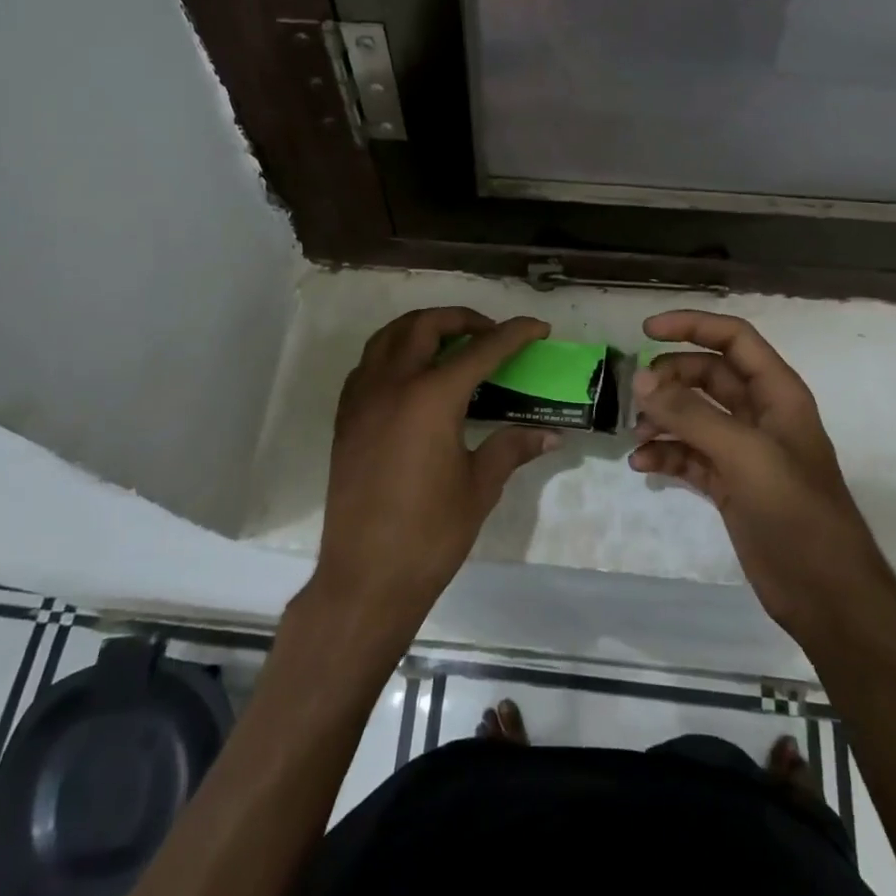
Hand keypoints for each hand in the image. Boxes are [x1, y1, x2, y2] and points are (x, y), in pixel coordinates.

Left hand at [311, 308, 557, 638]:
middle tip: (490, 333)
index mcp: (431, 397)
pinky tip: (412, 376)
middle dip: (462, 319)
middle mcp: (392, 384)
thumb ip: (512, 448)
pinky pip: (368, 364)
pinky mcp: (346, 417)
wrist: (367, 576)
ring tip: (450, 343)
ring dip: (422, 328)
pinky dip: (393, 353)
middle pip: (425, 326)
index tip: (538, 327)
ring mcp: (362, 398)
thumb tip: (550, 434)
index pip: (481, 350)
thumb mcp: (480, 486)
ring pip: (389, 337)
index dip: (514, 334)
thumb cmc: (431, 533)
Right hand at [629, 310, 881, 631]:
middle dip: (670, 379)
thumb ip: (691, 415)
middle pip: (707, 375)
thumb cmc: (796, 513)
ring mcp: (743, 451)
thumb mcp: (745, 455)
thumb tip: (641, 380)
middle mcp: (759, 415)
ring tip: (637, 434)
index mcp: (777, 394)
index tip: (646, 330)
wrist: (825, 593)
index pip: (734, 339)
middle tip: (636, 395)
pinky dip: (665, 454)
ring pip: (693, 415)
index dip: (693, 326)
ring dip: (662, 418)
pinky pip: (688, 455)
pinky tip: (643, 465)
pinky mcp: (728, 484)